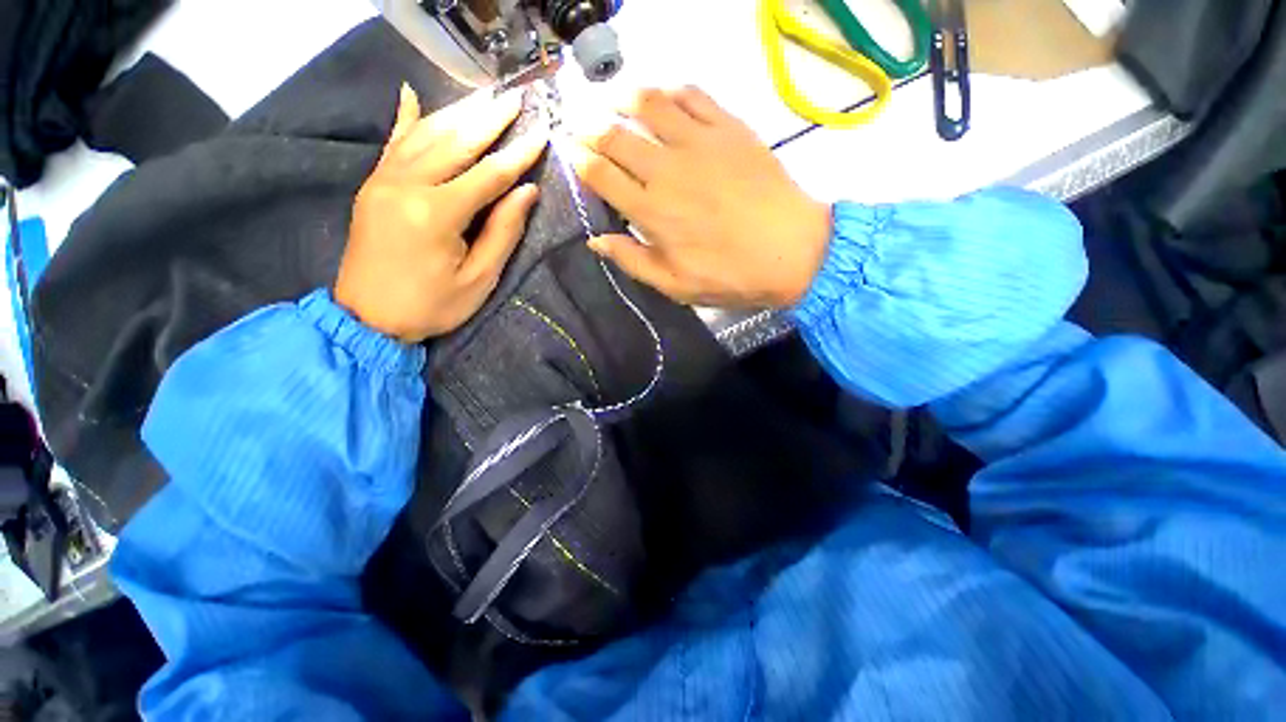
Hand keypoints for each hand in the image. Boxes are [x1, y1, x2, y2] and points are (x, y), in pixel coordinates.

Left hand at [335, 84, 548, 341]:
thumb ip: (503, 232)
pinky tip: (411, 94)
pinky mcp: (373, 185)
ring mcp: (384, 180)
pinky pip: (393, 143)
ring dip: (458, 113)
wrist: (366, 317)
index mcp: (437, 213)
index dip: (518, 155)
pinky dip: (405, 119)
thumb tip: (526, 192)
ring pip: (426, 134)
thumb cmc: (431, 305)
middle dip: (489, 119)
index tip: (542, 133)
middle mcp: (407, 185)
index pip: (488, 174)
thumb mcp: (478, 279)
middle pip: (456, 142)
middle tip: (515, 97)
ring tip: (485, 96)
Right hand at [569, 87, 831, 307]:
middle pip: (617, 136)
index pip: (602, 175)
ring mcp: (699, 143)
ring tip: (613, 99)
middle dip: (591, 127)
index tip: (570, 152)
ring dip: (624, 98)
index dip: (580, 160)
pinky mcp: (729, 128)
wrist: (790, 251)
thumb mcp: (674, 285)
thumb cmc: (729, 275)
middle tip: (581, 124)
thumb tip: (596, 240)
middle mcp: (667, 169)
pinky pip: (693, 95)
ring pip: (649, 105)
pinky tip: (663, 96)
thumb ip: (632, 261)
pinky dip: (670, 91)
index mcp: (651, 211)